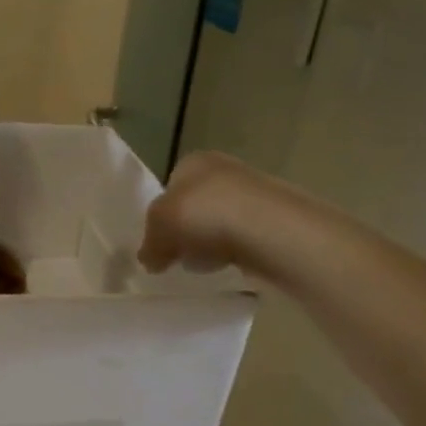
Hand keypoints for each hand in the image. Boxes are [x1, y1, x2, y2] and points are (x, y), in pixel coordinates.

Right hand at [139, 151, 259, 274]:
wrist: (271, 231)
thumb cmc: (205, 216)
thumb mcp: (159, 228)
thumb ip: (149, 243)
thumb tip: (148, 259)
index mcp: (194, 161)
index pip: (170, 186)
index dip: (161, 216)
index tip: (160, 241)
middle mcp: (225, 168)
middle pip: (195, 205)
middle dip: (186, 230)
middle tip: (178, 255)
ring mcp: (255, 192)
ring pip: (220, 221)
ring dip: (210, 242)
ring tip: (205, 264)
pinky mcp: (276, 219)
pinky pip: (244, 237)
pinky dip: (234, 250)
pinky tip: (231, 264)